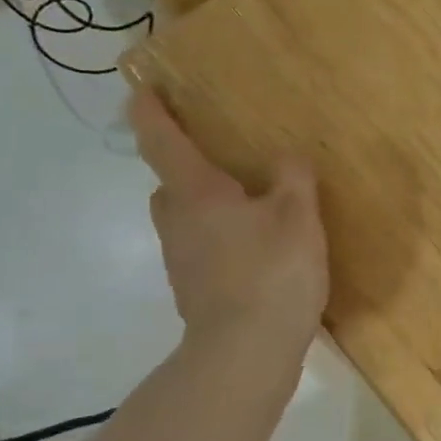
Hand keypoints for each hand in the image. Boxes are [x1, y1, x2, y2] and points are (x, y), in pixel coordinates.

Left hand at [129, 86, 327, 344]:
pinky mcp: (194, 292)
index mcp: (196, 194)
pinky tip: (256, 253)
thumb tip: (286, 158)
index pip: (162, 141)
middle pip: (169, 186)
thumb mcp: (298, 216)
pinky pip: (201, 250)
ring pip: (185, 221)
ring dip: (206, 208)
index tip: (142, 88)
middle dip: (187, 170)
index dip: (151, 111)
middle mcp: (178, 223)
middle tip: (223, 163)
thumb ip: (293, 178)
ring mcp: (181, 262)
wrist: (246, 352)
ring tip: (250, 210)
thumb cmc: (271, 273)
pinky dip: (220, 241)